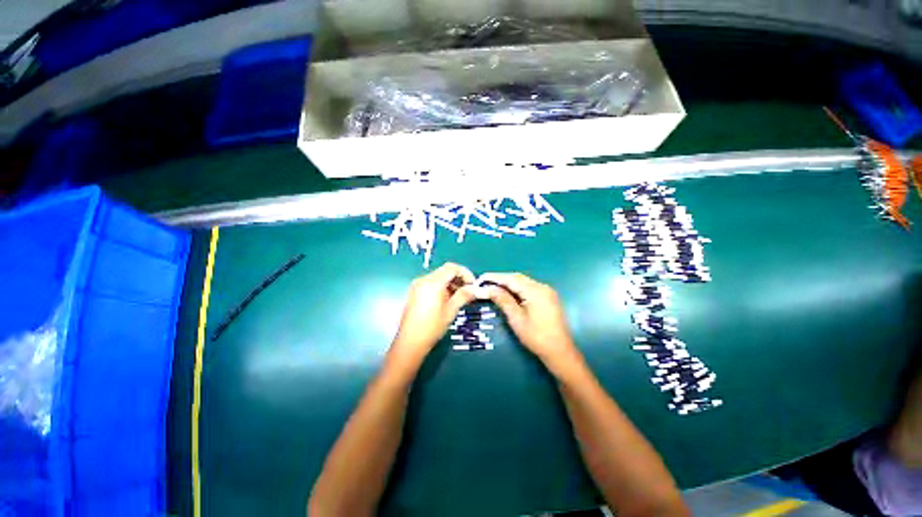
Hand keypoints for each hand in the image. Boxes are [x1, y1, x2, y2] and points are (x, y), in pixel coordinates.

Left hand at [390, 263, 477, 365]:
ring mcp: (417, 285)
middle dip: (458, 278)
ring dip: (451, 283)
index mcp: (433, 283)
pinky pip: (431, 283)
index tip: (473, 284)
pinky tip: (447, 300)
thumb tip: (475, 288)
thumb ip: (464, 296)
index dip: (465, 273)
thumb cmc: (432, 327)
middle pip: (445, 271)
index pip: (452, 267)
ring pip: (439, 277)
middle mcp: (423, 280)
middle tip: (468, 291)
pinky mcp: (415, 291)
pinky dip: (442, 287)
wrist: (410, 342)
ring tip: (459, 297)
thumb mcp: (451, 310)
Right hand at [479, 273, 581, 371]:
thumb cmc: (536, 337)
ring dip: (509, 283)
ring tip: (494, 287)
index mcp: (535, 291)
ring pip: (524, 282)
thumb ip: (503, 300)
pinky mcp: (548, 297)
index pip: (511, 279)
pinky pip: (529, 287)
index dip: (495, 277)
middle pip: (518, 278)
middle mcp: (542, 286)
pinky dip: (517, 288)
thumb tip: (488, 288)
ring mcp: (547, 291)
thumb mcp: (516, 318)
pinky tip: (509, 293)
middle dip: (501, 279)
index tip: (481, 278)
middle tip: (485, 283)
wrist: (559, 351)